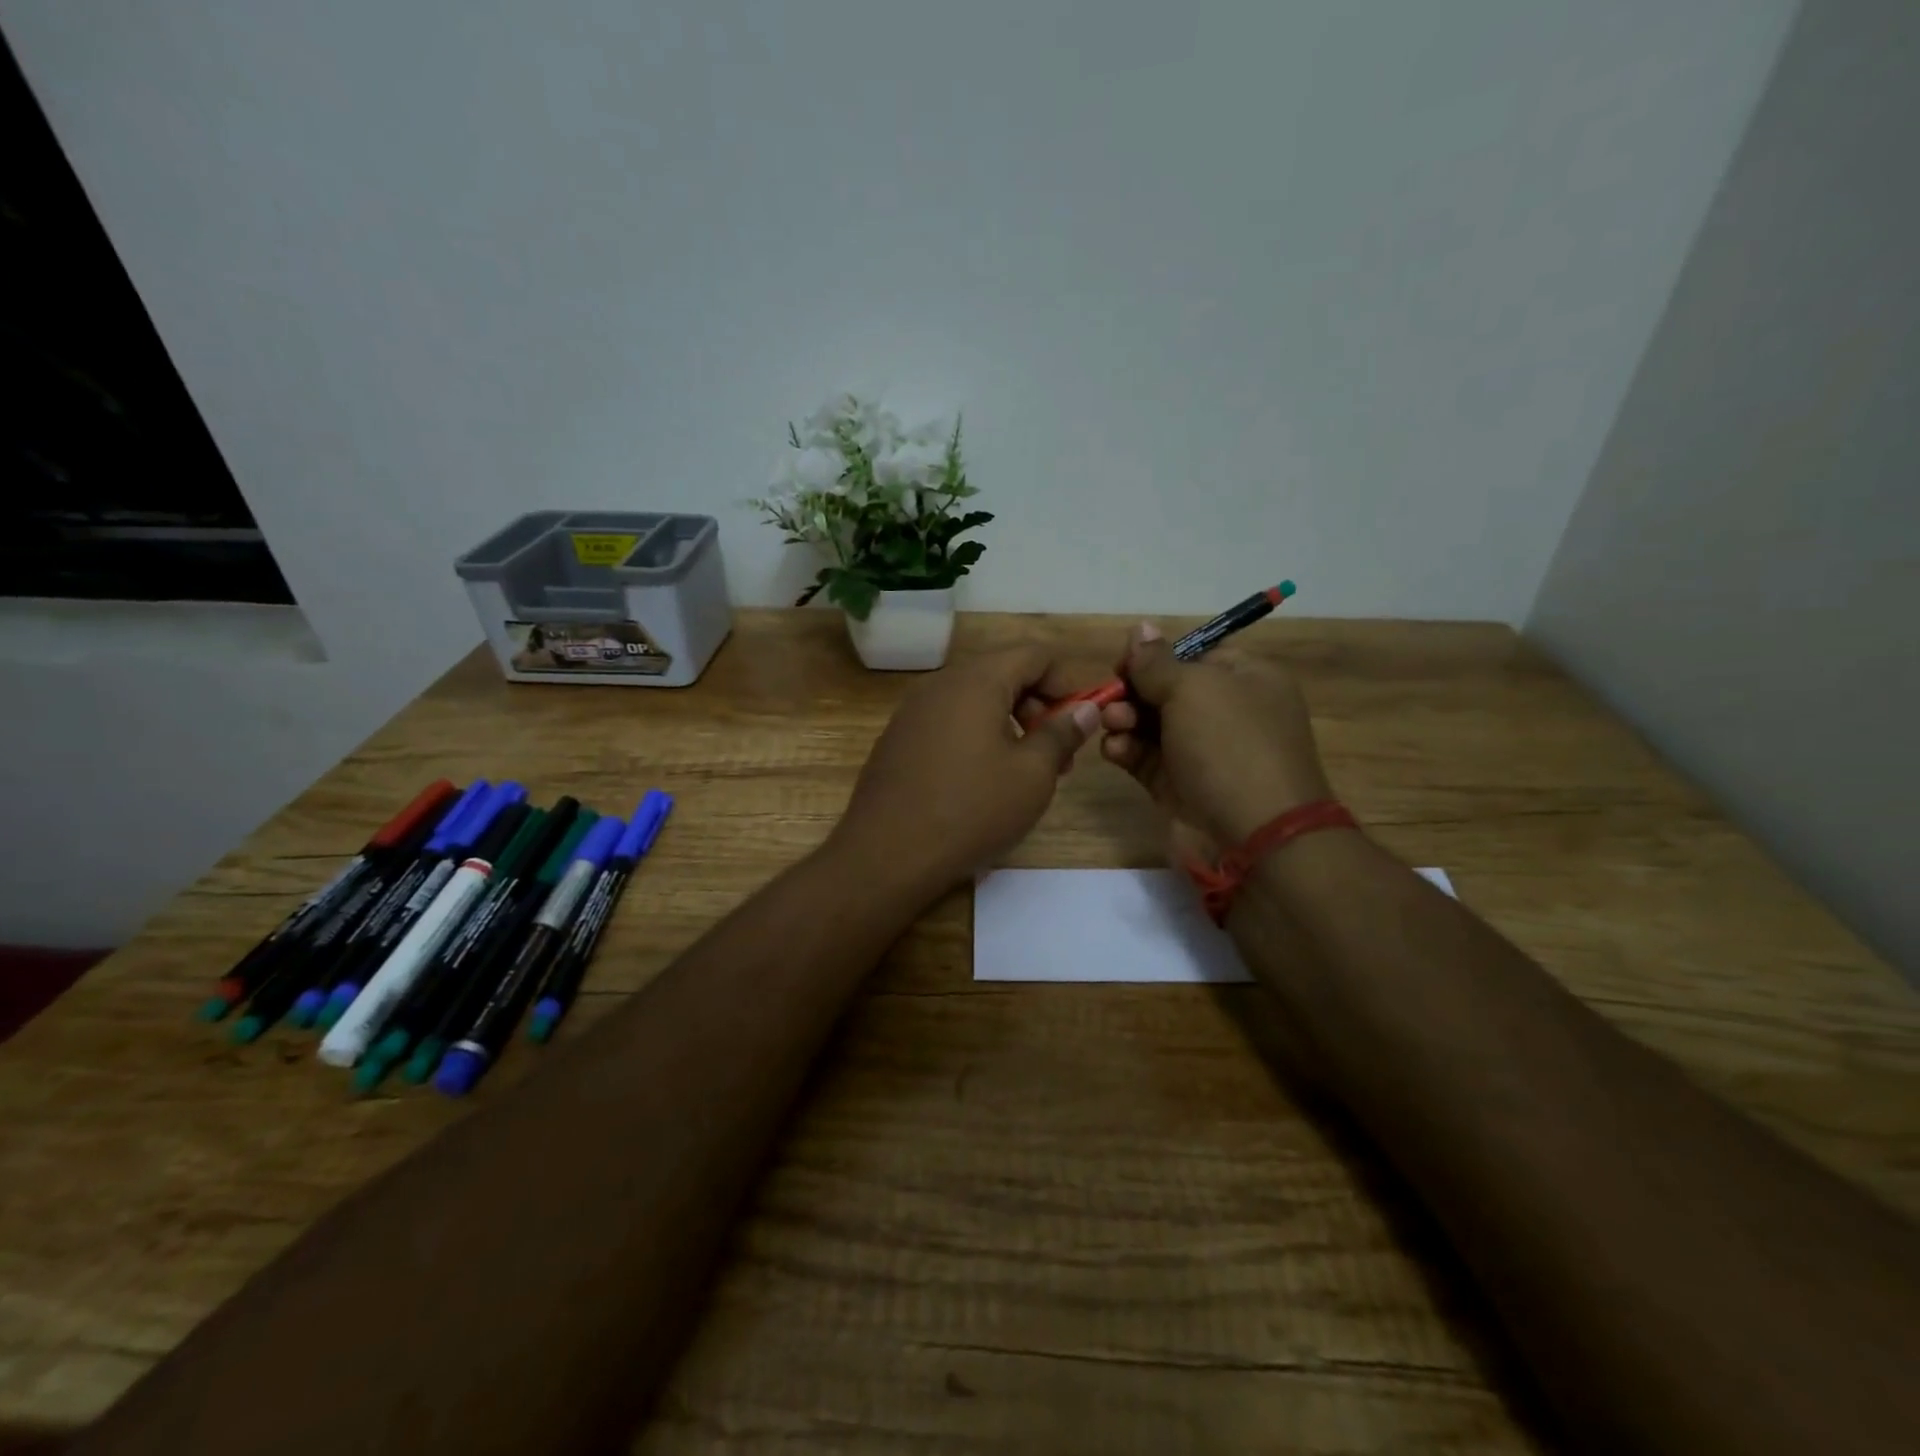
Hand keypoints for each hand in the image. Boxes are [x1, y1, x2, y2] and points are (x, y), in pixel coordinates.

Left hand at [830, 647, 1101, 891]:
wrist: (887, 854)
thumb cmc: (971, 810)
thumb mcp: (1032, 775)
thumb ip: (1062, 733)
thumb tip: (1086, 708)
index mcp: (976, 680)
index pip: (1033, 654)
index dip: (1066, 680)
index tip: (1082, 719)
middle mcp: (940, 684)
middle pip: (1002, 673)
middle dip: (1038, 705)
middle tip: (1060, 753)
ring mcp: (913, 711)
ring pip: (975, 699)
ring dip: (1009, 723)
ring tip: (1026, 770)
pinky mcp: (898, 739)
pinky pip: (949, 721)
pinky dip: (977, 736)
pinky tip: (983, 779)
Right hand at [1099, 622, 1332, 845]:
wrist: (1254, 836)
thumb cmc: (1230, 747)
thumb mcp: (1193, 690)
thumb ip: (1156, 662)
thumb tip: (1139, 629)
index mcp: (1245, 678)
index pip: (1194, 654)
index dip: (1156, 656)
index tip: (1124, 663)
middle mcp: (1224, 712)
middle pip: (1165, 689)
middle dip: (1133, 691)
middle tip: (1111, 699)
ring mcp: (1201, 752)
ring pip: (1149, 724)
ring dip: (1124, 720)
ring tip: (1112, 726)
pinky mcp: (1178, 785)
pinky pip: (1144, 758)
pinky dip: (1126, 751)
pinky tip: (1114, 751)